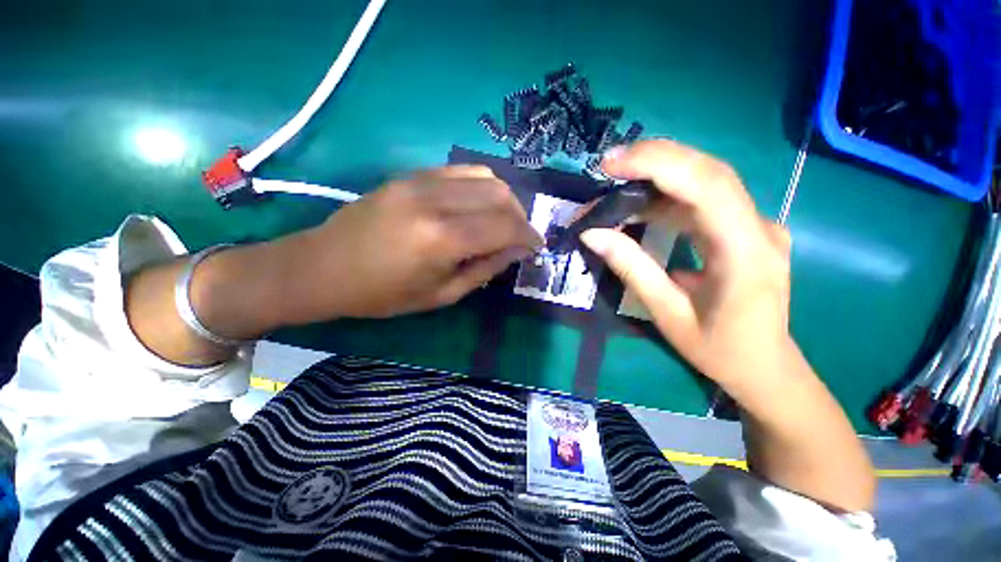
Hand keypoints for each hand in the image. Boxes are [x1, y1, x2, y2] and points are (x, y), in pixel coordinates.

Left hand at [281, 165, 541, 320]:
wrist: (324, 266)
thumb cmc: (383, 294)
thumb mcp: (442, 294)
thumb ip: (486, 269)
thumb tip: (518, 250)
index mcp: (443, 239)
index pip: (505, 227)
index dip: (529, 236)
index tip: (537, 247)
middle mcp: (436, 201)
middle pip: (500, 195)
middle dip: (520, 217)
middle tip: (519, 237)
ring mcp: (421, 181)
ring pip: (485, 176)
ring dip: (503, 199)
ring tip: (501, 221)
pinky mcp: (411, 174)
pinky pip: (461, 171)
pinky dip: (481, 187)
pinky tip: (477, 206)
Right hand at [580, 140, 793, 386]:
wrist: (766, 366)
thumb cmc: (719, 349)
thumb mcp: (667, 314)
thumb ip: (631, 268)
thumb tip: (592, 234)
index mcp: (745, 253)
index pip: (707, 187)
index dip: (659, 165)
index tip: (612, 164)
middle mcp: (758, 227)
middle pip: (709, 171)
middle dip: (655, 159)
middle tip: (609, 163)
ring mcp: (755, 224)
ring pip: (707, 179)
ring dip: (658, 175)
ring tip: (617, 183)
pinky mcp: (744, 228)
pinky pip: (705, 198)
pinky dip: (668, 194)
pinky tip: (641, 203)